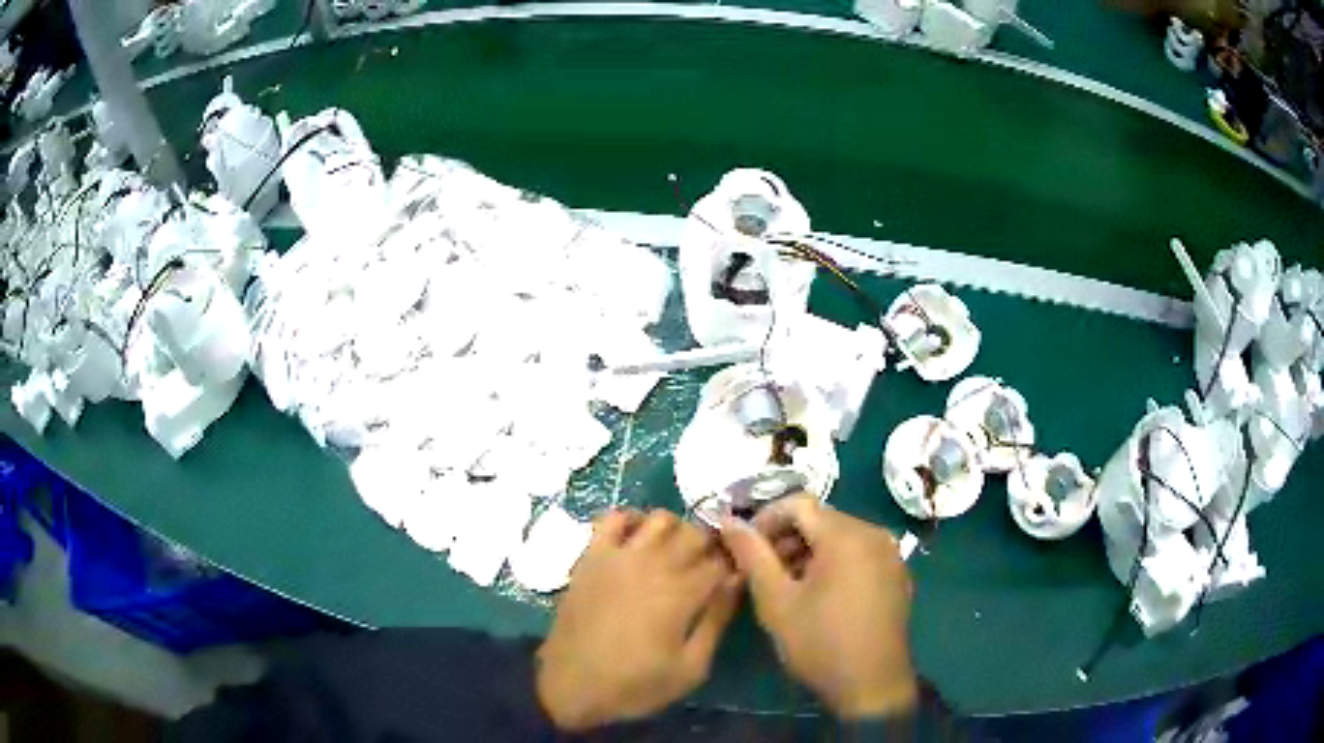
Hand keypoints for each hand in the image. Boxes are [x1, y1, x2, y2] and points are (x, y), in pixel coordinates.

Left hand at [536, 509, 741, 730]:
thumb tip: (737, 580)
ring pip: (660, 518)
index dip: (735, 564)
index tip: (737, 574)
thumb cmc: (635, 684)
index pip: (723, 560)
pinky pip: (613, 517)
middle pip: (696, 533)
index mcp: (682, 593)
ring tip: (676, 554)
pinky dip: (631, 520)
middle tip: (709, 568)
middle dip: (711, 546)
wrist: (570, 685)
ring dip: (677, 530)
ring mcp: (619, 555)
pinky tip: (637, 540)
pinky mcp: (591, 556)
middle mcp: (653, 564)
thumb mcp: (691, 668)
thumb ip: (717, 620)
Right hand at [720, 495, 916, 718]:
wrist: (872, 685)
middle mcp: (874, 533)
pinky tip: (820, 595)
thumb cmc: (819, 643)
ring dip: (808, 552)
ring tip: (787, 586)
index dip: (765, 519)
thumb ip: (752, 555)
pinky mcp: (897, 574)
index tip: (745, 549)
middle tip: (761, 571)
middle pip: (821, 519)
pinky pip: (859, 553)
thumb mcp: (776, 601)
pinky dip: (834, 563)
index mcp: (846, 535)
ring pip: (840, 536)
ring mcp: (890, 554)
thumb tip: (728, 520)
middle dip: (786, 538)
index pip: (798, 503)